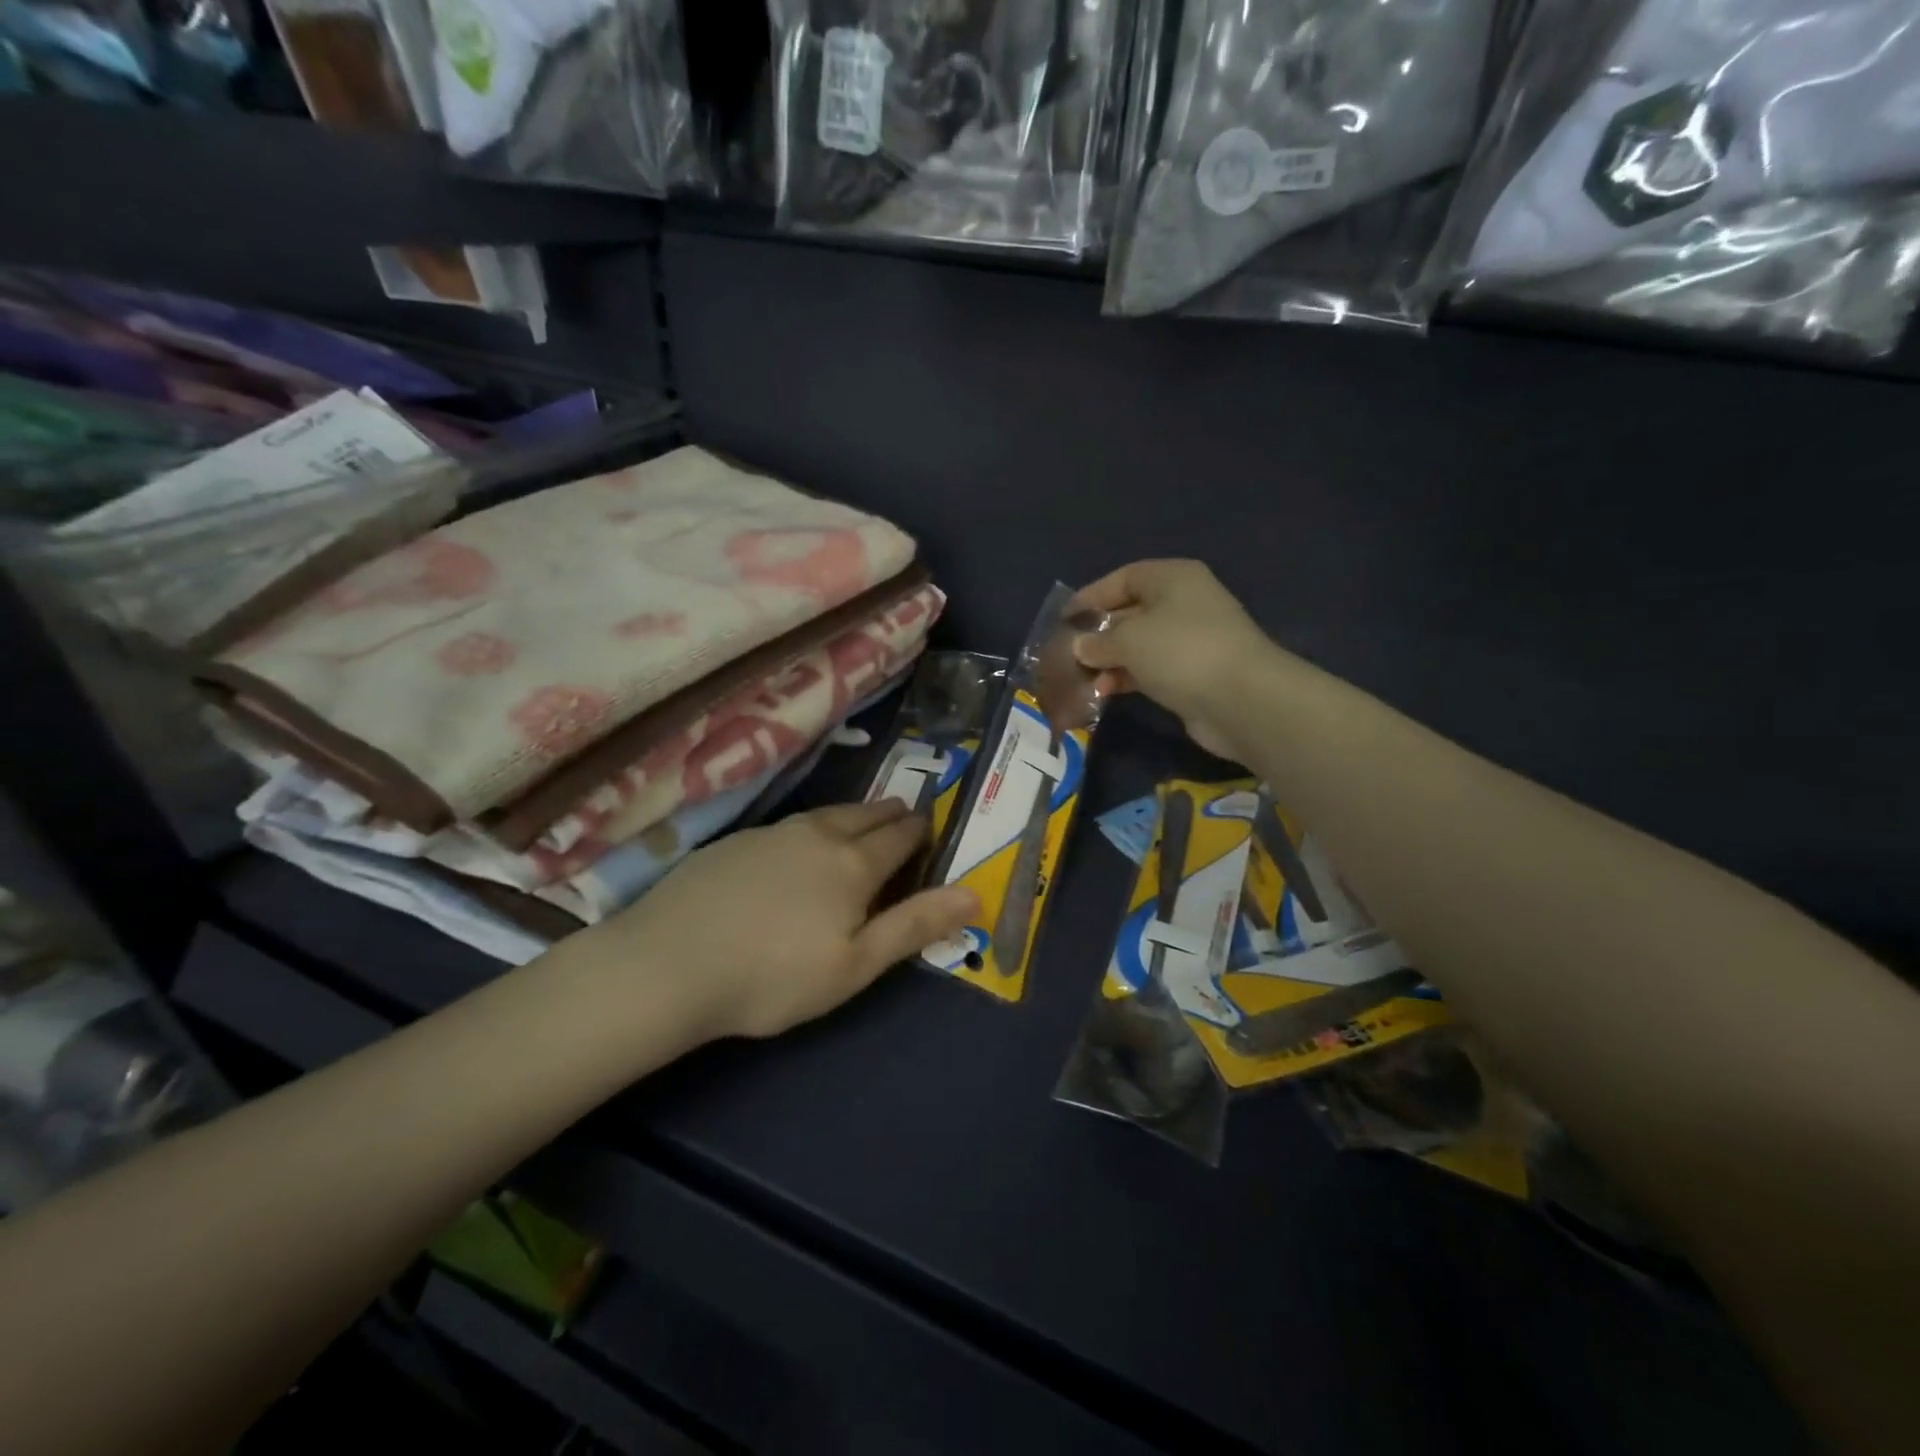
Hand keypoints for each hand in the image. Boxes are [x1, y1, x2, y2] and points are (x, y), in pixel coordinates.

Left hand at [588, 800, 978, 1040]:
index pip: (900, 836)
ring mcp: (773, 833)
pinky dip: (815, 826)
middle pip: (867, 814)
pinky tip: (802, 842)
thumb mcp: (855, 965)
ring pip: (829, 813)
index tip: (932, 828)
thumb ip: (915, 925)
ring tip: (865, 819)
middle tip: (906, 816)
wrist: (668, 964)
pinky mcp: (737, 840)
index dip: (921, 832)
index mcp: (854, 864)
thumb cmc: (773, 976)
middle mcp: (818, 835)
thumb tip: (974, 893)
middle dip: (893, 815)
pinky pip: (793, 824)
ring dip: (855, 814)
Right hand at [1071, 560, 1278, 758]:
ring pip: (1138, 645)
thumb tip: (1079, 647)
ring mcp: (1190, 641)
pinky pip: (1150, 670)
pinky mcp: (1192, 675)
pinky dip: (1126, 678)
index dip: (1091, 596)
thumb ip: (1098, 641)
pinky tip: (1103, 693)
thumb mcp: (1129, 639)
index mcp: (1173, 578)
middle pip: (1130, 612)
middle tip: (1065, 653)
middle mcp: (1183, 603)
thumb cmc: (1180, 651)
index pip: (1123, 578)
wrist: (1241, 700)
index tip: (1064, 619)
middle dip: (1097, 633)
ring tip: (1079, 678)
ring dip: (1109, 661)